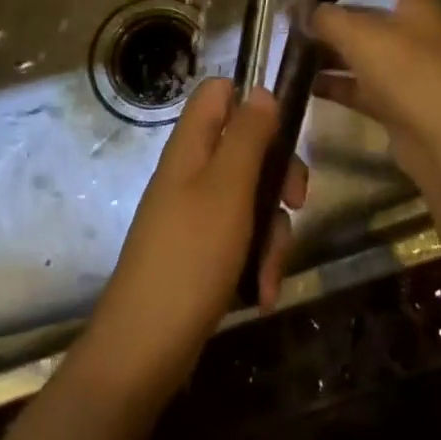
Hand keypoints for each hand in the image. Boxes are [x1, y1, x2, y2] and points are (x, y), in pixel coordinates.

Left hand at [78, 80, 306, 408]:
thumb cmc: (191, 255)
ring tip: (271, 272)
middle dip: (277, 176)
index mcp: (191, 146)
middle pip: (246, 147)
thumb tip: (261, 90)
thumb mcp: (229, 188)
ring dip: (271, 232)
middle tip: (295, 200)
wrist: (145, 348)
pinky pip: (240, 238)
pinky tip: (263, 293)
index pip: (218, 93)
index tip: (284, 130)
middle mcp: (192, 172)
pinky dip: (256, 261)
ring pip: (250, 198)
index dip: (251, 101)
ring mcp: (194, 213)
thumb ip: (248, 135)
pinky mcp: (200, 251)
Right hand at [310, 0, 440, 190]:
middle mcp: (416, 32)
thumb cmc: (407, 71)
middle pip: (374, 12)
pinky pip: (361, 86)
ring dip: (333, 49)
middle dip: (339, 10)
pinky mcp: (398, 103)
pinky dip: (336, 83)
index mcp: (419, 4)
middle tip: (300, 6)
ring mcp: (408, 69)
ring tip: (293, 44)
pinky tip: (305, 83)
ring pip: (365, 51)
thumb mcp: (359, 35)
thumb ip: (326, 17)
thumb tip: (301, 9)